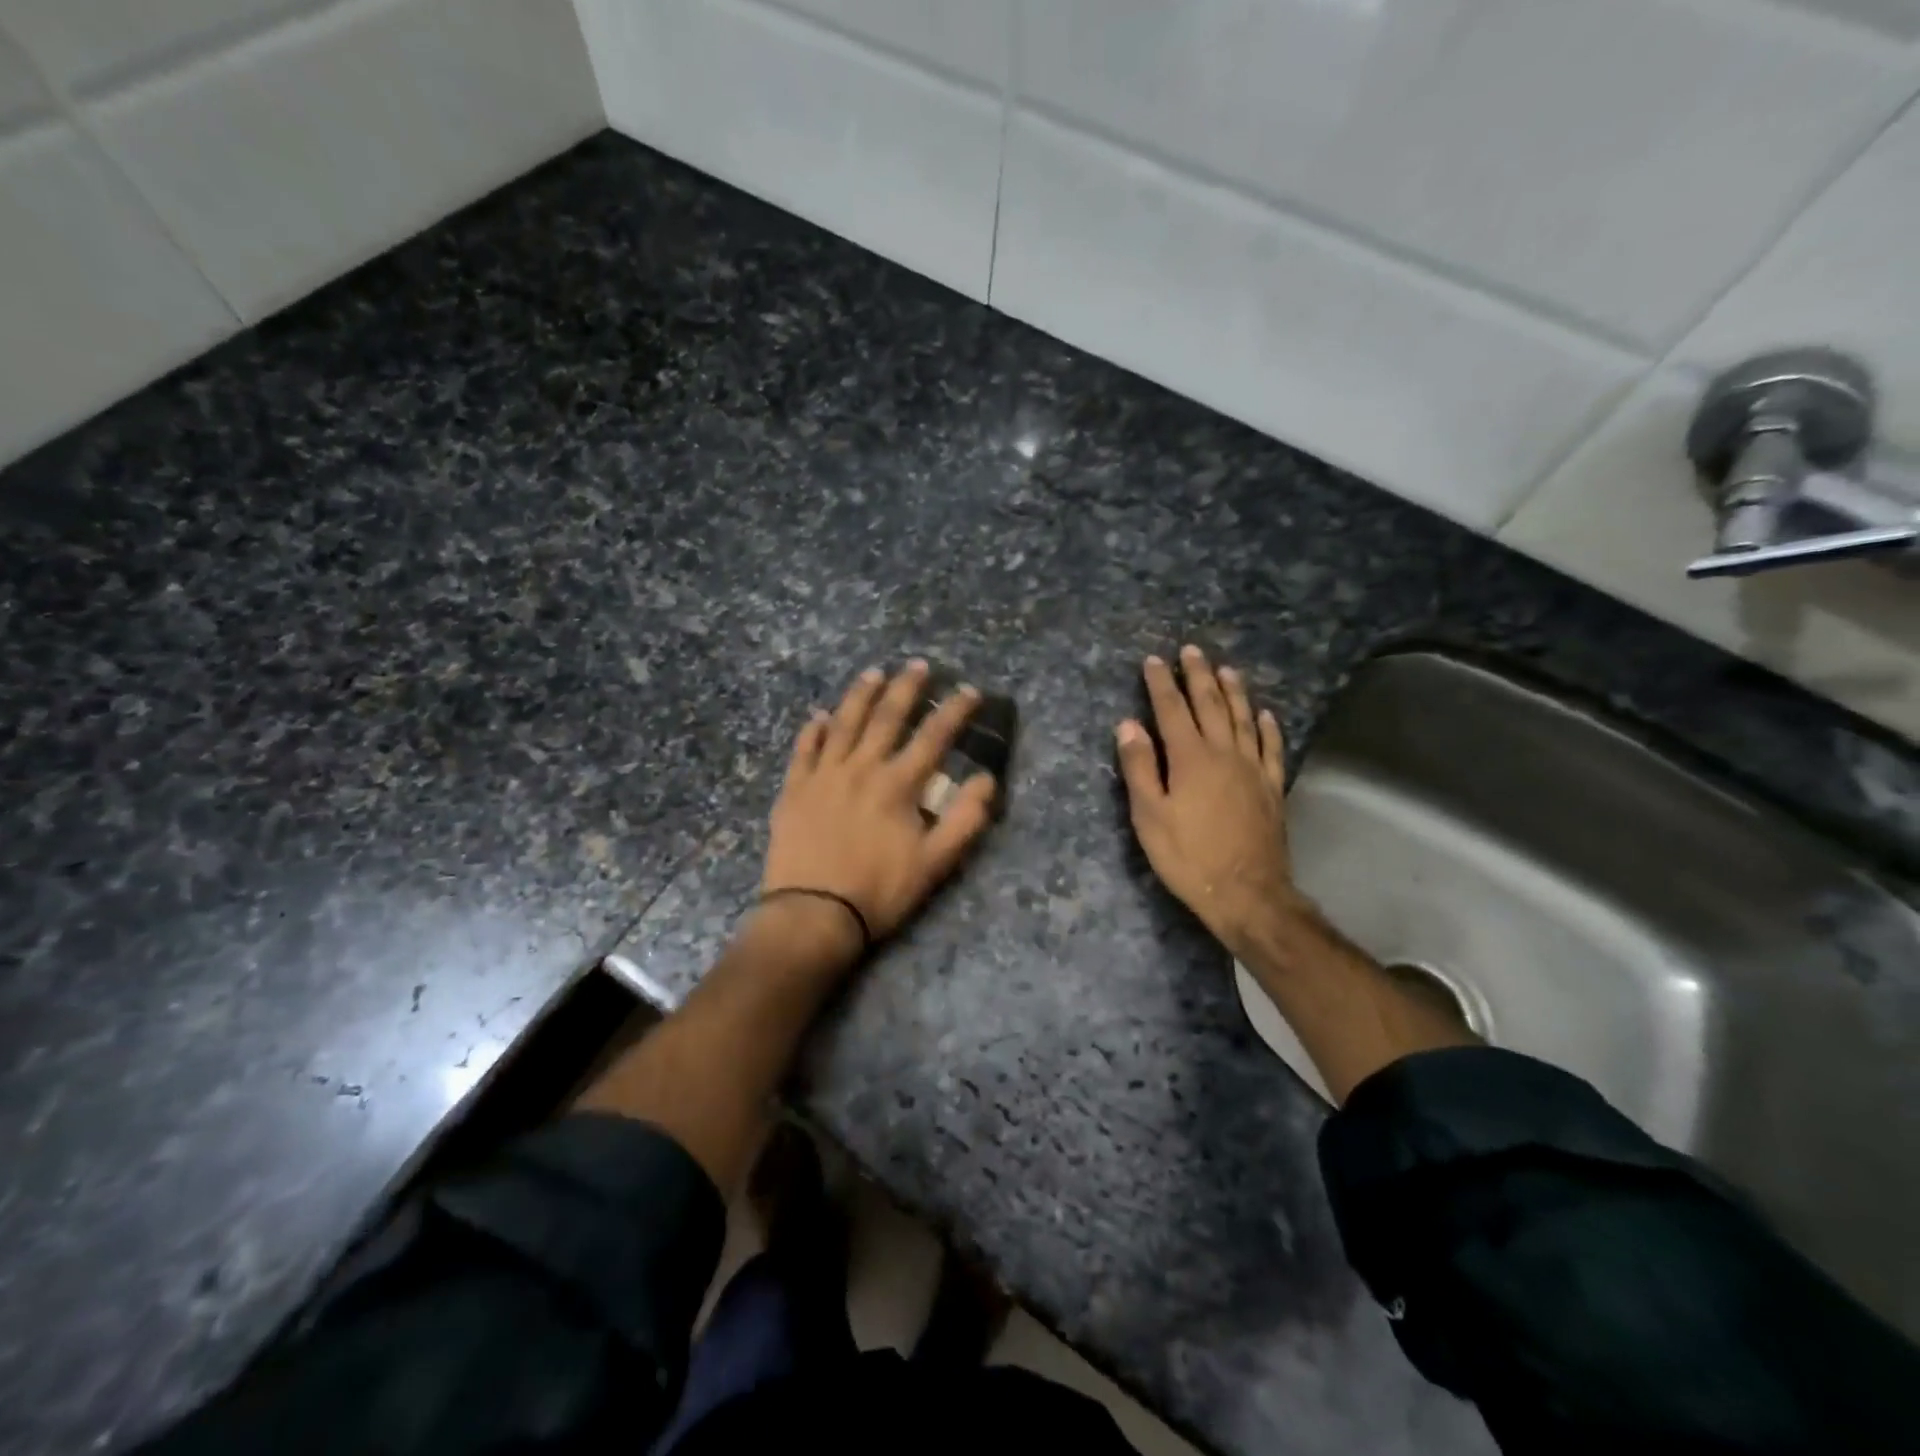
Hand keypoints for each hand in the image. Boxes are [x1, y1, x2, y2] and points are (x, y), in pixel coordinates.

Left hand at [761, 660, 997, 955]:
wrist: (812, 914)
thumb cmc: (879, 891)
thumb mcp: (935, 863)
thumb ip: (965, 820)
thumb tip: (985, 780)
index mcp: (897, 784)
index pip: (933, 736)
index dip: (955, 711)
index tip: (970, 691)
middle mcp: (861, 768)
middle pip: (886, 718)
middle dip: (906, 688)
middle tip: (918, 665)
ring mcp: (823, 775)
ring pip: (844, 723)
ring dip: (860, 695)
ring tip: (873, 672)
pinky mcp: (794, 790)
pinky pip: (804, 750)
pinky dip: (813, 730)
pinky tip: (819, 716)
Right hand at [1115, 646, 1304, 954]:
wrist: (1246, 892)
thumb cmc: (1188, 855)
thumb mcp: (1149, 815)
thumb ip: (1139, 767)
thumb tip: (1128, 724)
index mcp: (1189, 758)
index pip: (1171, 710)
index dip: (1161, 683)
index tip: (1154, 660)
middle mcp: (1224, 753)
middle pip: (1210, 705)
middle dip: (1199, 676)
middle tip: (1192, 650)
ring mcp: (1252, 769)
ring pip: (1243, 719)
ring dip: (1234, 692)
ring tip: (1227, 669)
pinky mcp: (1271, 787)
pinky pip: (1271, 747)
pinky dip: (1267, 727)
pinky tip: (1265, 714)